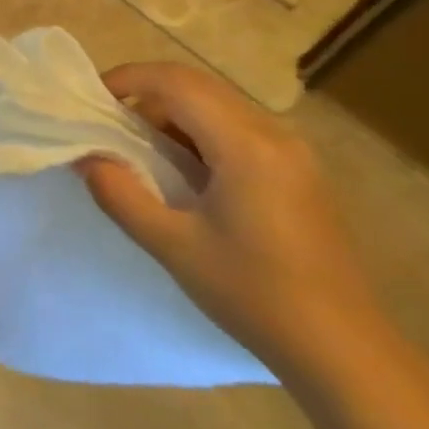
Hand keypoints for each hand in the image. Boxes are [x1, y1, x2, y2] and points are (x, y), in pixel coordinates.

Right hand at [78, 62, 388, 382]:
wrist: (341, 349)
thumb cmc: (253, 294)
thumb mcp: (173, 246)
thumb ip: (121, 195)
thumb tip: (87, 159)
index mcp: (245, 144)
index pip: (177, 83)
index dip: (129, 79)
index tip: (93, 100)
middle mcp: (274, 134)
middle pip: (198, 87)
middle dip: (147, 96)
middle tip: (110, 128)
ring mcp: (292, 152)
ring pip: (219, 106)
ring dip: (174, 116)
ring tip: (141, 155)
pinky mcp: (298, 172)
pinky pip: (238, 129)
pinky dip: (200, 134)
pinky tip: (186, 175)